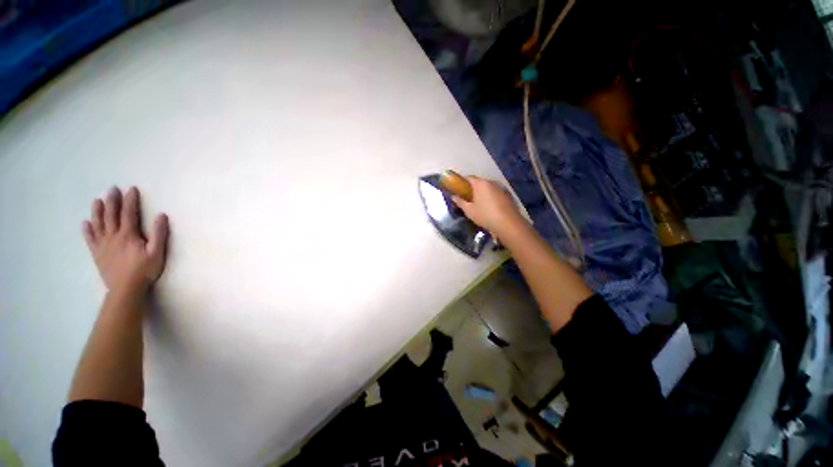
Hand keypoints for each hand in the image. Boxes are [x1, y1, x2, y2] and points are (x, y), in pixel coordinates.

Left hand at [83, 187, 168, 293]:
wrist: (125, 288)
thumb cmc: (144, 270)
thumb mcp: (157, 252)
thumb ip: (159, 234)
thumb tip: (161, 216)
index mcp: (128, 235)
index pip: (129, 213)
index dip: (130, 200)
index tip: (131, 189)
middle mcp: (113, 236)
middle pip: (111, 215)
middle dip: (112, 201)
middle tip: (112, 189)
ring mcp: (103, 244)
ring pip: (98, 224)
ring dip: (97, 211)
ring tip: (97, 200)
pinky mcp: (97, 253)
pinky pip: (90, 239)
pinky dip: (87, 230)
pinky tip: (85, 223)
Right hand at [452, 176, 525, 238]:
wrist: (508, 224)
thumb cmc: (485, 215)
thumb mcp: (469, 211)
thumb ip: (460, 202)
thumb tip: (453, 196)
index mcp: (480, 184)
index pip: (468, 178)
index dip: (462, 183)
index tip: (458, 190)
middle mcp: (491, 182)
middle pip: (479, 182)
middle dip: (473, 188)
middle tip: (467, 198)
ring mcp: (501, 188)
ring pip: (489, 188)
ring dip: (483, 193)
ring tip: (479, 203)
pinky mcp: (508, 195)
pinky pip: (496, 193)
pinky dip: (491, 197)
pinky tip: (490, 207)